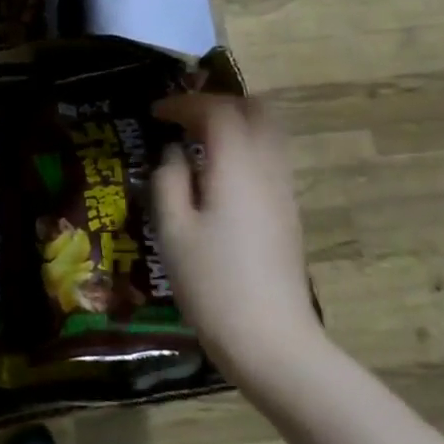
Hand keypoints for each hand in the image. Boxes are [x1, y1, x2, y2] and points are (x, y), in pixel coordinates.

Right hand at [152, 94, 328, 384]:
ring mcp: (284, 192)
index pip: (217, 111)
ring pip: (269, 134)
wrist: (270, 340)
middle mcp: (268, 169)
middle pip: (256, 111)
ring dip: (235, 125)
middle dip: (219, 104)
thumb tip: (174, 155)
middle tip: (184, 118)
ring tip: (198, 142)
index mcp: (237, 167)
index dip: (184, 103)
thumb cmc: (212, 283)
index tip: (155, 113)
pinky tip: (217, 175)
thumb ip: (168, 181)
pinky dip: (244, 149)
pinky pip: (270, 159)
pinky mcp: (288, 213)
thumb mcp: (173, 230)